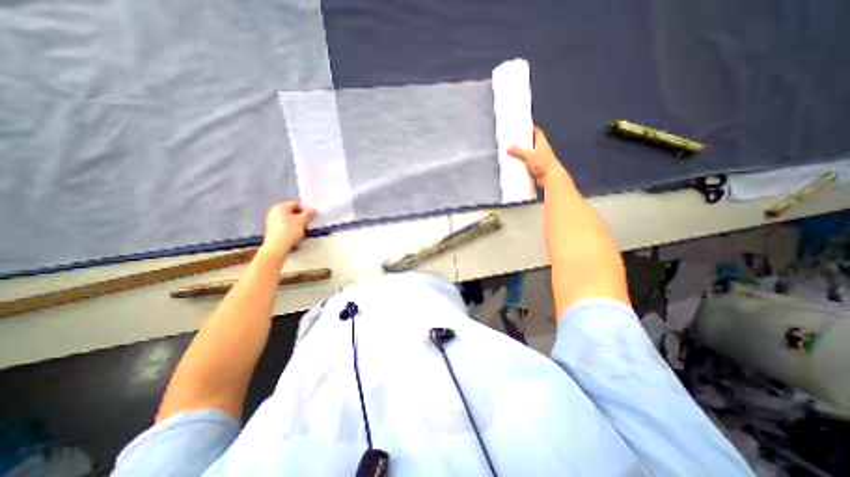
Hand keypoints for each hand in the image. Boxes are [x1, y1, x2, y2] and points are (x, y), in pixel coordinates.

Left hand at [263, 202, 313, 259]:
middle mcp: (273, 212)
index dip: (304, 209)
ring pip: (287, 220)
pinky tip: (294, 235)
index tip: (310, 217)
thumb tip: (312, 208)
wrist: (277, 246)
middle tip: (306, 224)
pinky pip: (283, 226)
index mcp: (280, 207)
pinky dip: (290, 229)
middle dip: (300, 218)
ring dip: (296, 224)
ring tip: (302, 231)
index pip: (295, 204)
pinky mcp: (271, 230)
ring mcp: (271, 221)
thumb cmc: (290, 230)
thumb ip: (308, 213)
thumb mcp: (302, 221)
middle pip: (291, 212)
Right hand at [506, 125, 566, 186]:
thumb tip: (507, 148)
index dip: (530, 128)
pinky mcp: (534, 167)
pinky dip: (520, 163)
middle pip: (530, 142)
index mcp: (541, 142)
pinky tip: (513, 164)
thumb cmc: (543, 163)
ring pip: (527, 153)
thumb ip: (518, 151)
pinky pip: (526, 163)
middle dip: (522, 141)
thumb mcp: (529, 155)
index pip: (536, 131)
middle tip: (512, 140)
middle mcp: (540, 149)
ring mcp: (538, 159)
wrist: (549, 177)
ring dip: (520, 153)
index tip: (522, 127)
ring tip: (510, 152)